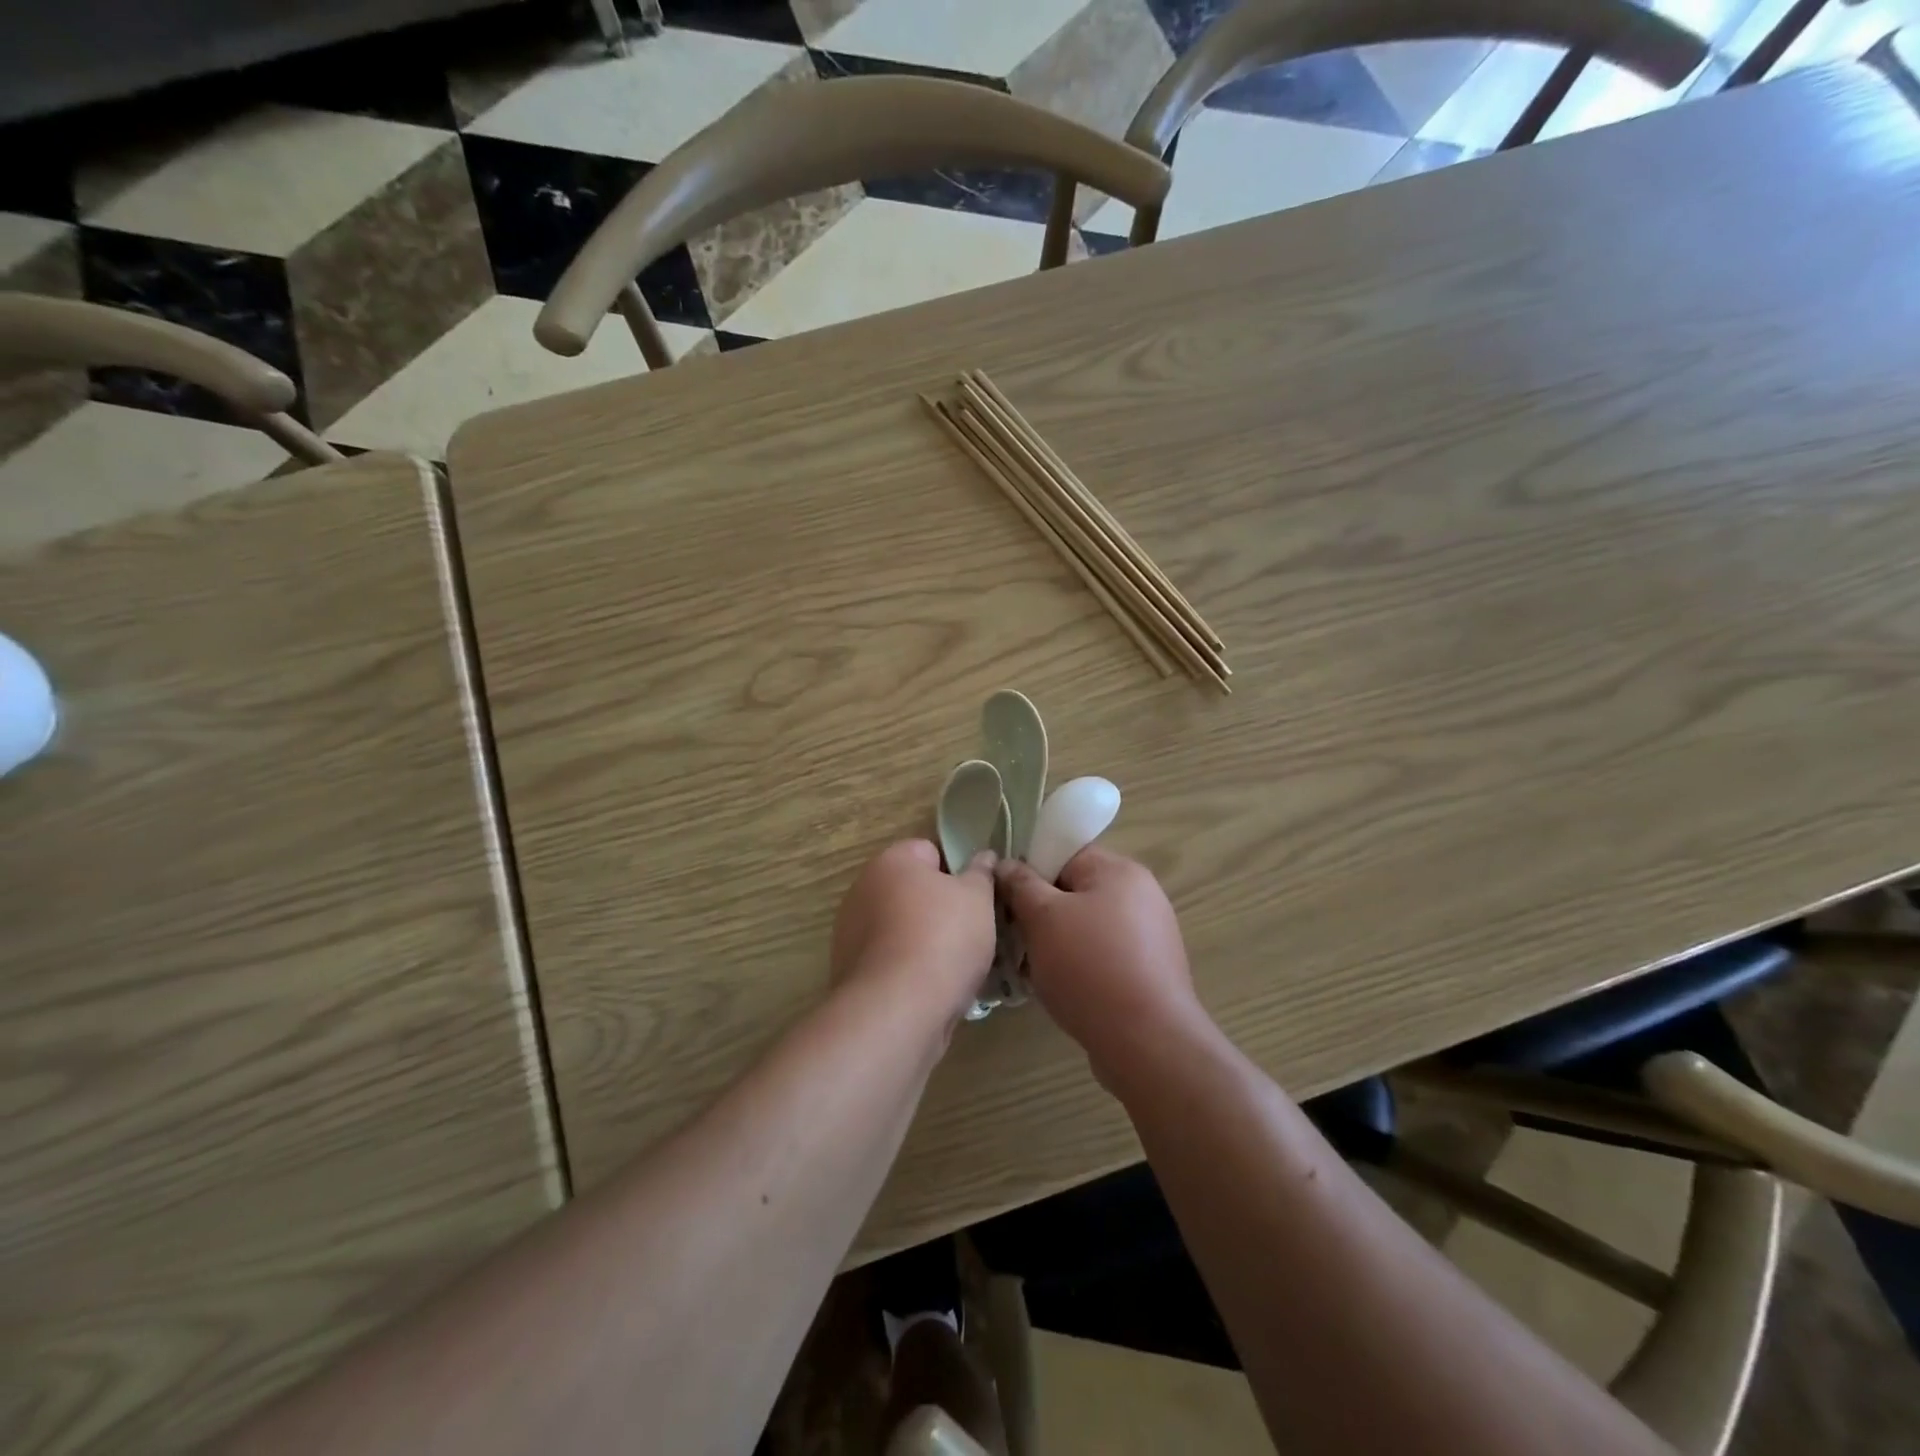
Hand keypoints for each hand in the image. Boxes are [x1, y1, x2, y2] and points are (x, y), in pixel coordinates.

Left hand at [831, 840, 998, 1020]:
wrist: (897, 1009)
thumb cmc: (943, 938)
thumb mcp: (978, 899)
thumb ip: (981, 873)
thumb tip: (983, 856)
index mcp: (891, 861)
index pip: (929, 851)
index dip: (956, 872)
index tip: (976, 898)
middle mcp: (862, 889)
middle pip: (912, 891)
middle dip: (939, 908)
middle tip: (971, 931)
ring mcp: (850, 931)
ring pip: (900, 927)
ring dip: (923, 940)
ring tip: (954, 966)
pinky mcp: (849, 970)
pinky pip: (889, 959)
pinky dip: (907, 968)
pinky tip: (929, 989)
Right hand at [996, 848, 1203, 1074]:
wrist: (1148, 1043)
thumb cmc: (1090, 967)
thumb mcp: (1043, 918)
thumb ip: (1020, 884)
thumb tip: (1005, 864)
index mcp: (1119, 871)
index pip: (1065, 852)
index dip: (1029, 868)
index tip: (1002, 894)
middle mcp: (1140, 895)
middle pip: (1075, 890)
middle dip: (1039, 910)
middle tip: (1010, 933)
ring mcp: (1148, 936)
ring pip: (1085, 926)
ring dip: (1054, 941)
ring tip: (1028, 966)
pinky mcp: (1148, 972)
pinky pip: (1101, 955)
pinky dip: (1077, 965)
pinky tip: (1056, 988)